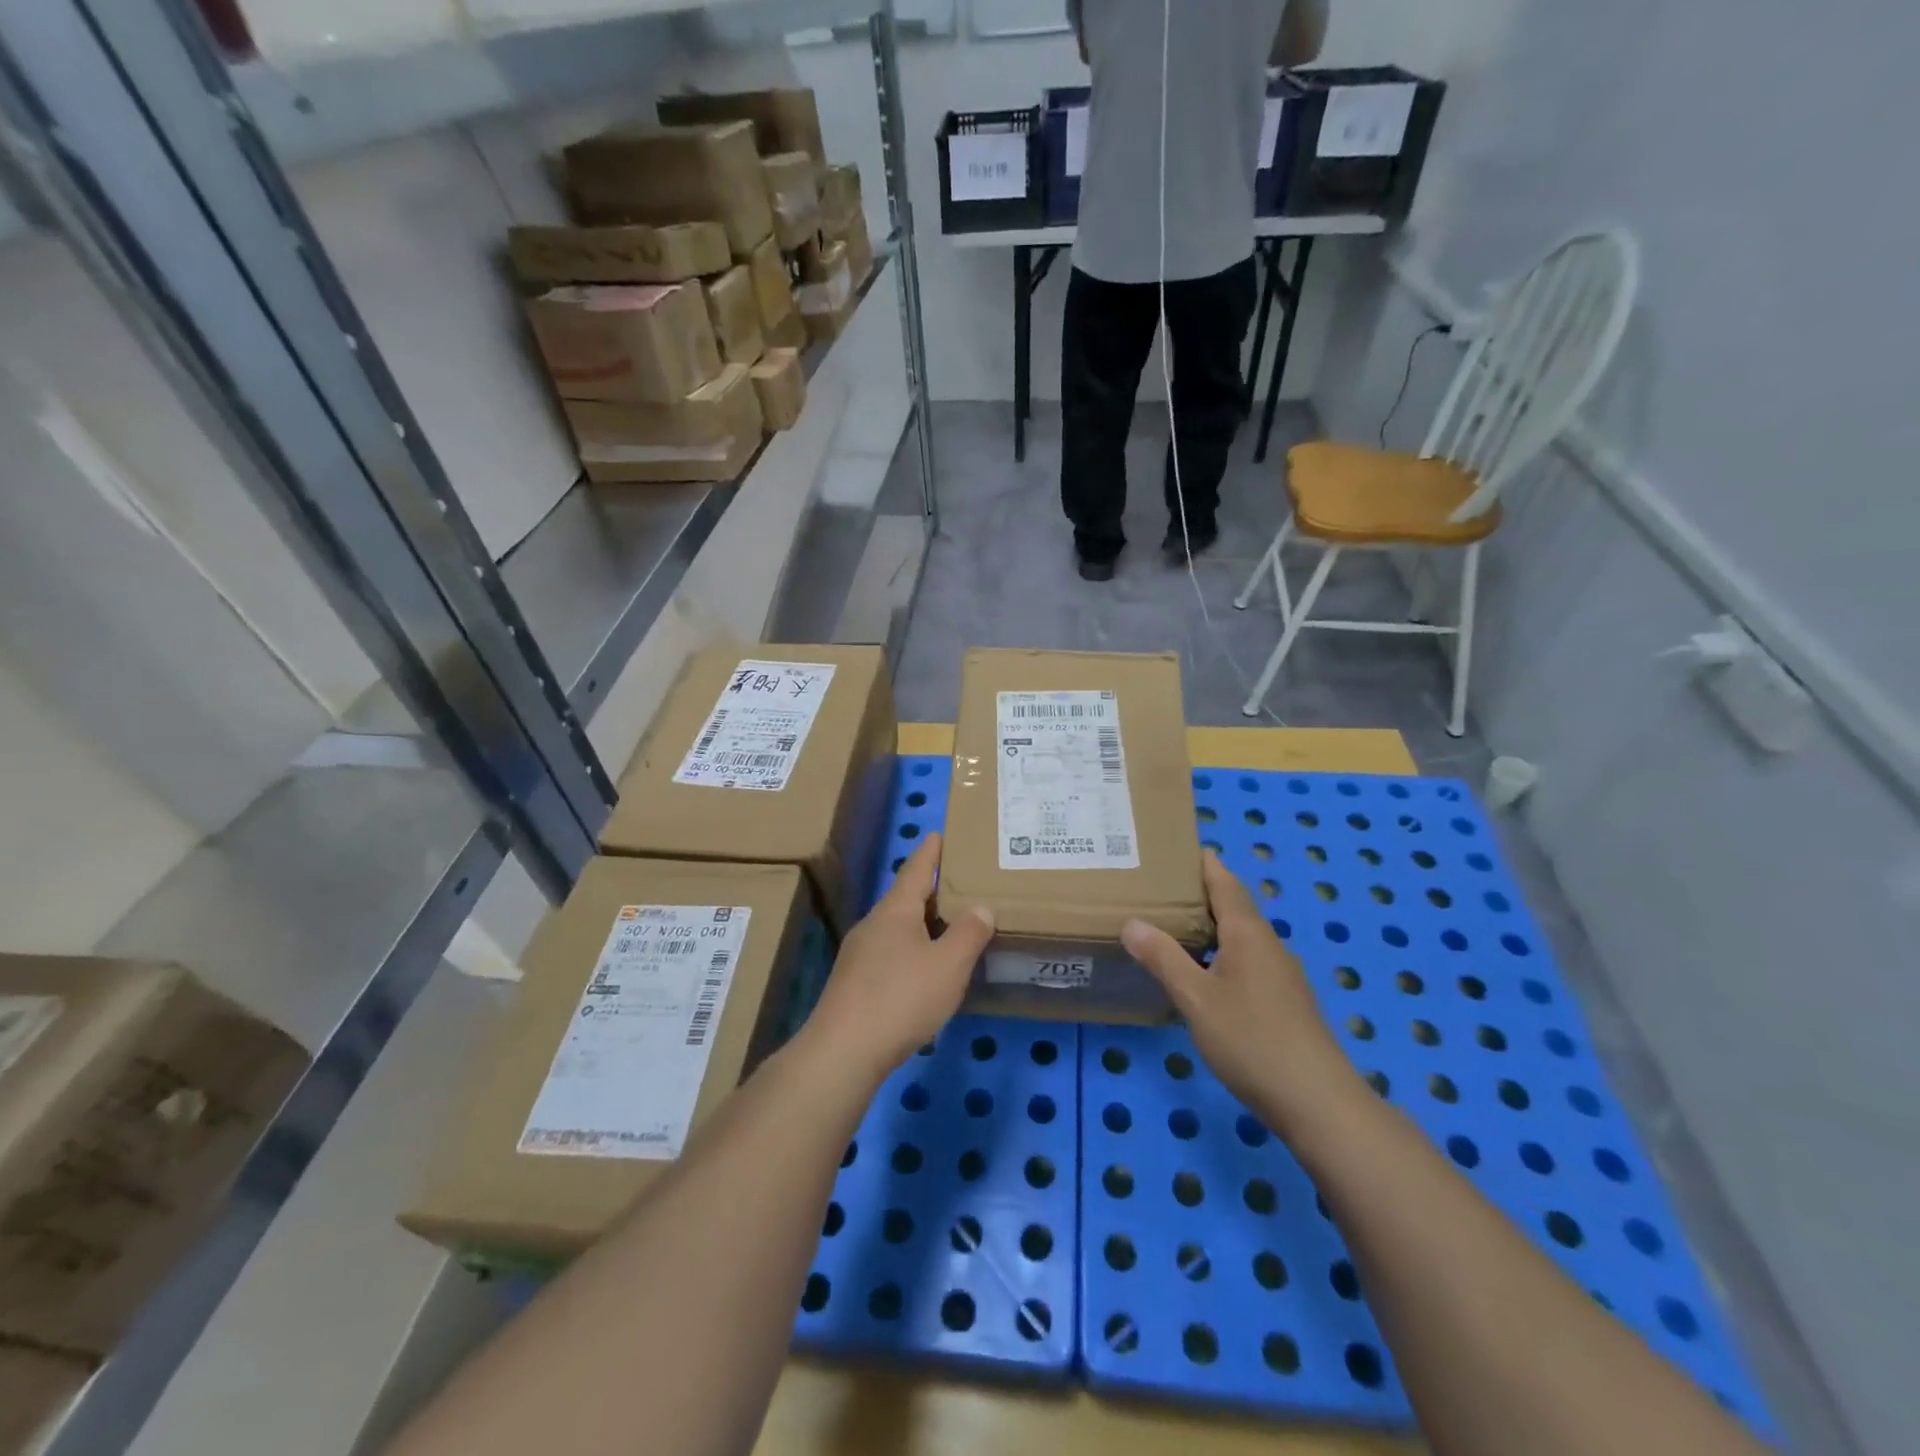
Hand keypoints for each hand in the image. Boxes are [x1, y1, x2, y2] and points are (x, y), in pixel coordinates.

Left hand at [806, 834, 994, 1083]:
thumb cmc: (901, 998)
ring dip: (920, 925)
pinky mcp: (853, 984)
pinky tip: (923, 973)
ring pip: (895, 929)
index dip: (930, 853)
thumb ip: (968, 934)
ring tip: (946, 928)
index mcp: (895, 911)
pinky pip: (888, 956)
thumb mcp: (948, 965)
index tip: (937, 833)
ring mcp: (858, 955)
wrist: (843, 1051)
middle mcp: (873, 925)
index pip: (915, 871)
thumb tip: (980, 907)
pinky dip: (910, 953)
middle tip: (957, 885)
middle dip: (929, 891)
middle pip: (903, 899)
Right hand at [1122, 852, 1356, 1135]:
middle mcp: (1267, 945)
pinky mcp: (1284, 1001)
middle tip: (1157, 888)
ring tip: (1171, 927)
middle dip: (1200, 893)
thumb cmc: (1251, 1039)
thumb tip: (1132, 922)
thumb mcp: (1195, 998)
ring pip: (1240, 937)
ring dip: (1210, 926)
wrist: (1316, 1101)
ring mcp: (1280, 974)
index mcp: (1247, 933)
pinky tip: (1201, 975)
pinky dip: (1221, 954)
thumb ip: (1163, 958)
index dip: (1203, 863)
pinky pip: (1246, 961)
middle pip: (1233, 906)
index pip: (1225, 882)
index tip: (1175, 848)